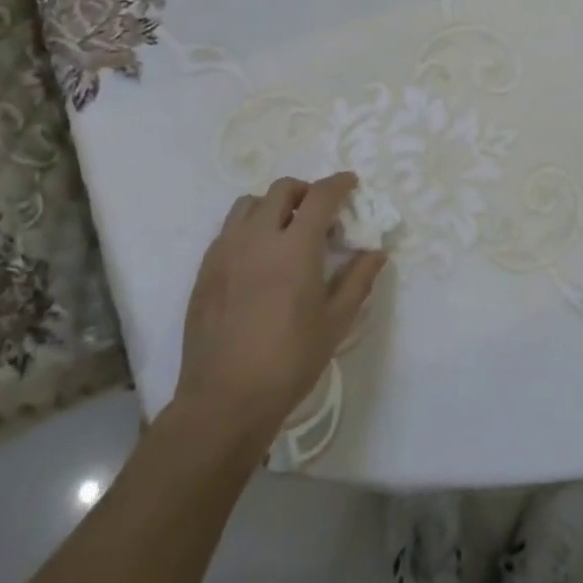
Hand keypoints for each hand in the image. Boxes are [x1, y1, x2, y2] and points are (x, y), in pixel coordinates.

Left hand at [177, 173, 386, 448]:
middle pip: (281, 190)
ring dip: (272, 205)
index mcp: (295, 247)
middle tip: (319, 212)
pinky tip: (257, 256)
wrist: (224, 399)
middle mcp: (258, 237)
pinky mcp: (205, 269)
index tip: (350, 183)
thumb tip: (377, 252)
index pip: (319, 196)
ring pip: (248, 203)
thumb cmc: (288, 361)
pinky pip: (228, 230)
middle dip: (305, 191)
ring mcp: (226, 251)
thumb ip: (358, 280)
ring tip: (284, 229)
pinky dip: (248, 227)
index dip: (338, 184)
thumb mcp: (335, 323)